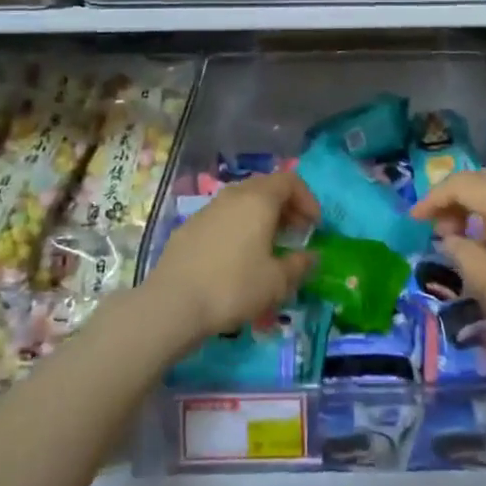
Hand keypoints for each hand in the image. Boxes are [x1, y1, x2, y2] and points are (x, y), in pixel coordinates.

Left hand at [145, 170, 319, 342]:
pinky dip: (238, 227)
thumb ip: (299, 265)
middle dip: (286, 207)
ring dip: (261, 217)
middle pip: (266, 187)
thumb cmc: (233, 287)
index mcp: (258, 200)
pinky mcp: (189, 227)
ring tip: (267, 246)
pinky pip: (223, 217)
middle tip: (295, 233)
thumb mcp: (276, 282)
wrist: (172, 304)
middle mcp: (233, 195)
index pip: (290, 180)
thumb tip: (312, 256)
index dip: (307, 199)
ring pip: (242, 201)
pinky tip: (236, 257)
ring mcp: (208, 209)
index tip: (314, 225)